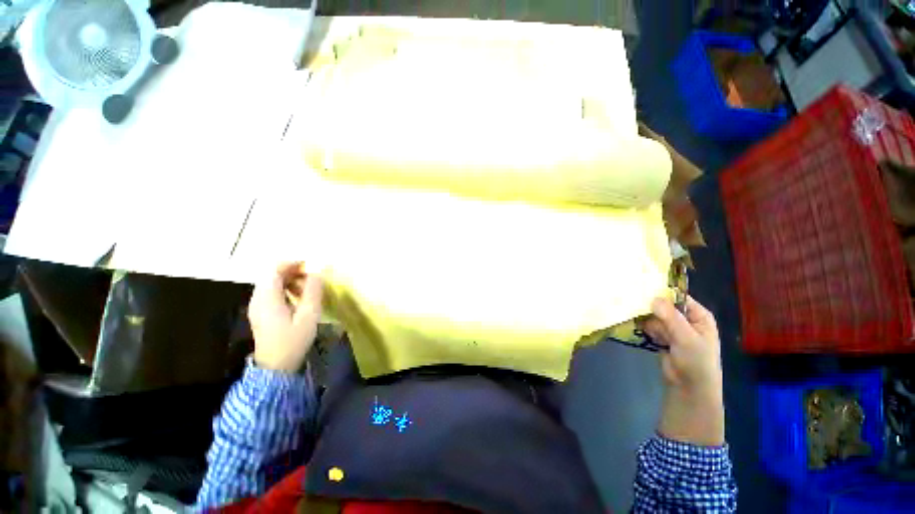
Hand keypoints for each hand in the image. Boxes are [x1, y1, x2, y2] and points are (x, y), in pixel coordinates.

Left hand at [249, 262, 323, 372]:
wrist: (276, 368)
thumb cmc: (293, 341)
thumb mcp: (309, 316)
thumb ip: (313, 292)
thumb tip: (317, 273)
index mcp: (267, 298)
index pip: (274, 269)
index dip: (292, 263)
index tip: (310, 265)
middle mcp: (258, 299)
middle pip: (272, 275)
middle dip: (293, 272)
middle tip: (312, 278)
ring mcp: (257, 306)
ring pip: (272, 284)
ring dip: (290, 281)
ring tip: (308, 290)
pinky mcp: (260, 313)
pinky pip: (272, 293)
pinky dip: (286, 290)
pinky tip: (298, 300)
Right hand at [643, 296, 724, 445]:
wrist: (688, 388)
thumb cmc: (696, 361)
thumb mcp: (686, 338)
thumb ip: (670, 317)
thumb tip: (653, 297)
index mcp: (699, 315)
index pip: (679, 297)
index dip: (663, 292)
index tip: (643, 288)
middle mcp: (686, 319)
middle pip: (665, 305)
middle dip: (652, 307)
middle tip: (636, 305)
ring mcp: (673, 328)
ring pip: (655, 315)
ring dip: (648, 319)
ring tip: (642, 324)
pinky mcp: (662, 337)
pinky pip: (651, 326)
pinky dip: (645, 327)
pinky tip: (642, 330)